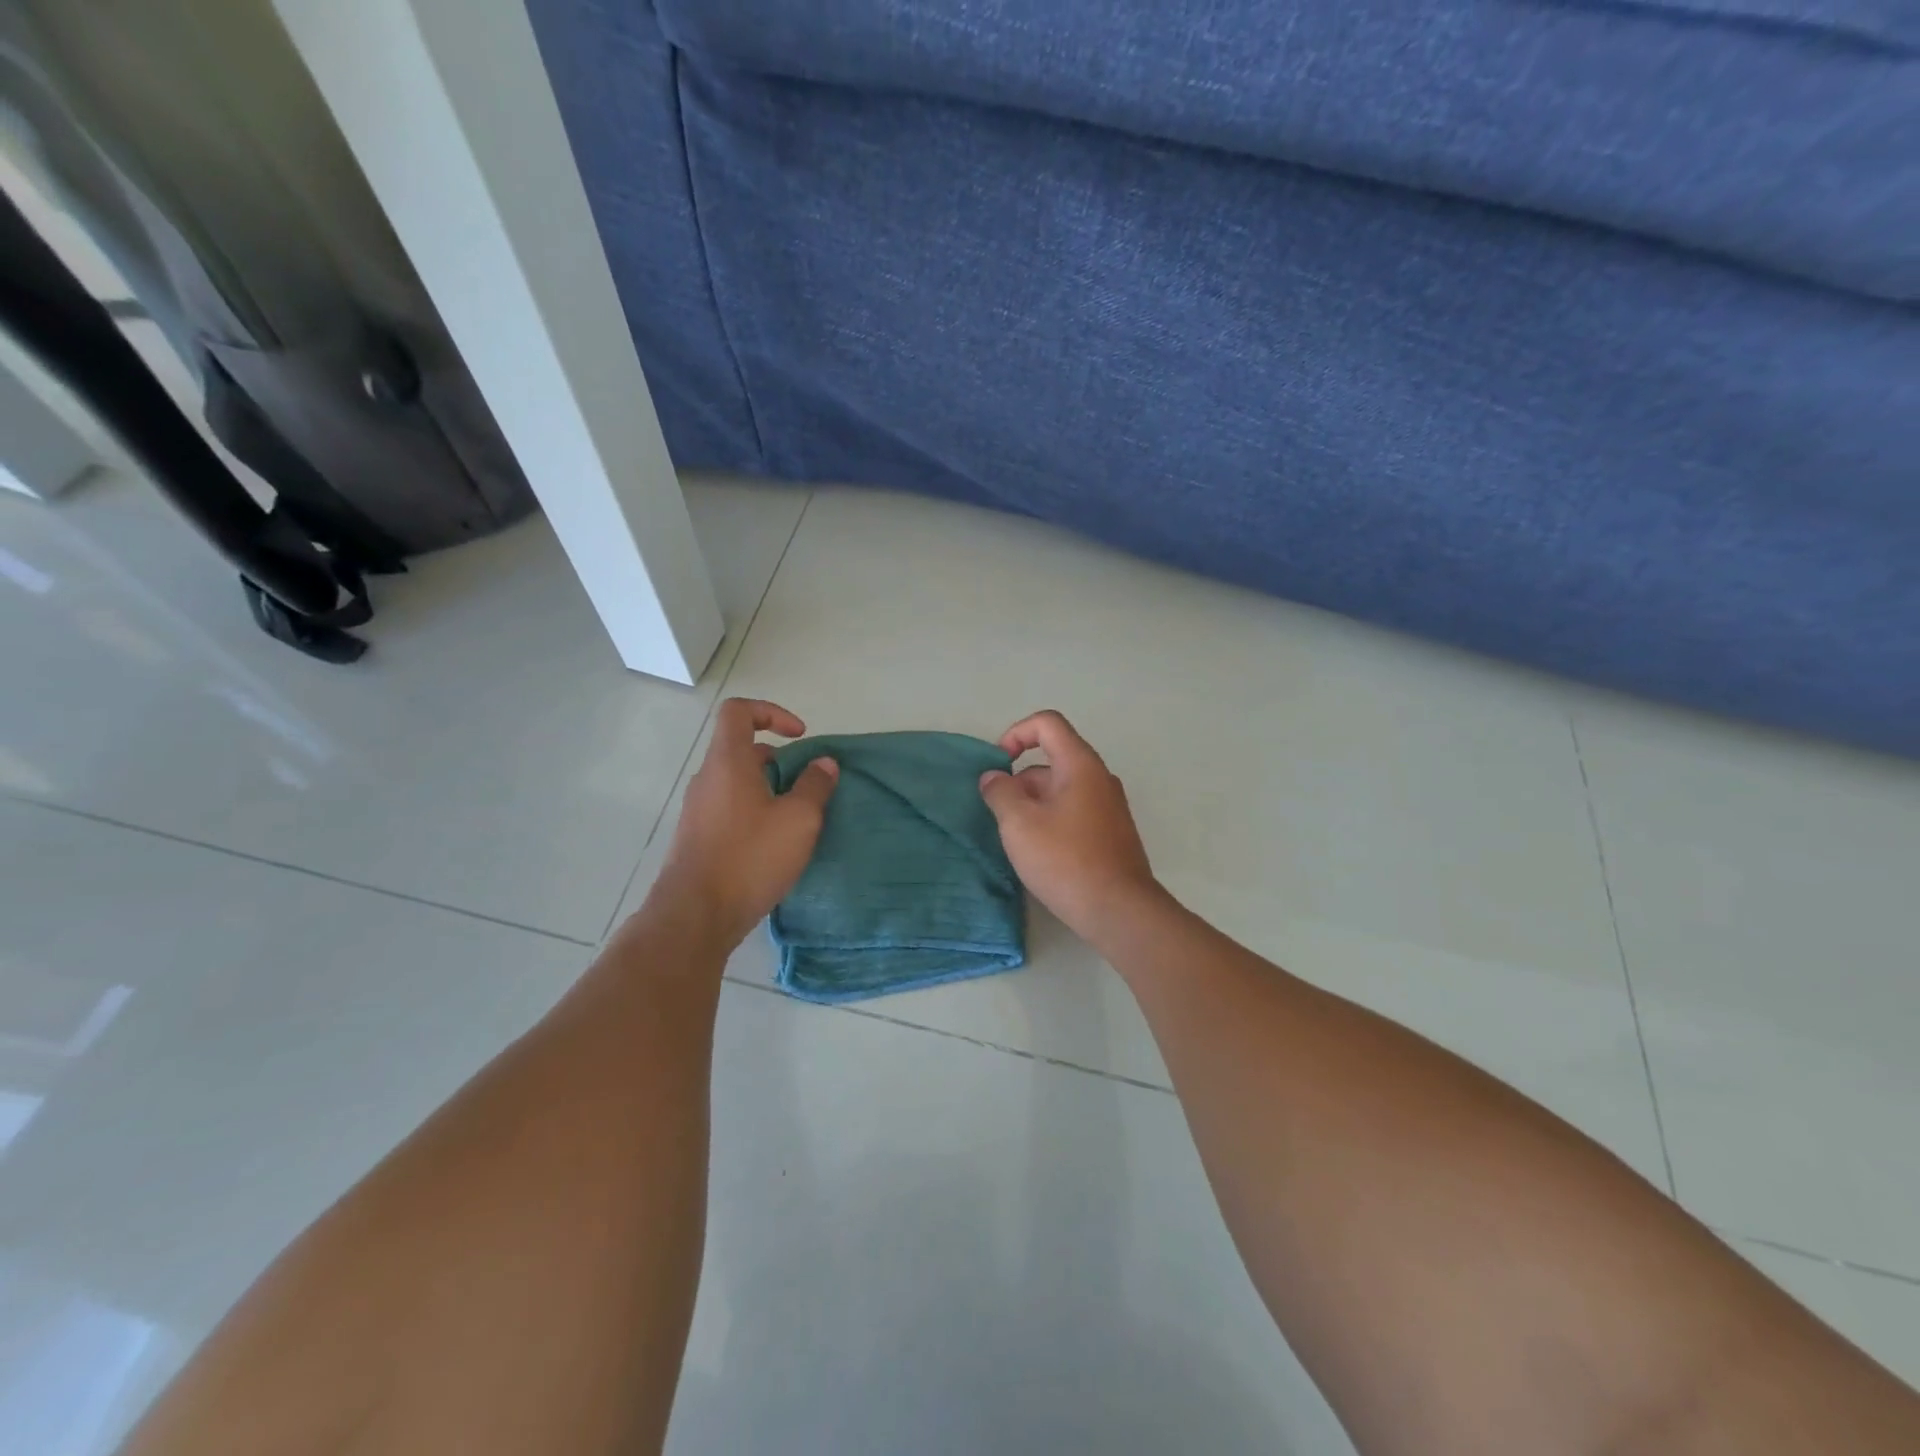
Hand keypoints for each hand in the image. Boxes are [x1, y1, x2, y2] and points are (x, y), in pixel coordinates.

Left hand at [653, 699, 838, 948]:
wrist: (695, 916)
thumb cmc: (750, 858)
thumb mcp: (798, 820)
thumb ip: (815, 786)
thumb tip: (824, 763)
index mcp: (728, 762)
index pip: (738, 711)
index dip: (771, 712)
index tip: (800, 738)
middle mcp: (707, 779)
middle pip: (740, 748)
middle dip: (778, 759)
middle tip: (805, 785)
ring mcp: (698, 810)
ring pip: (736, 782)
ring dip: (768, 789)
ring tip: (795, 818)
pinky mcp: (697, 838)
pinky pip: (729, 808)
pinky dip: (754, 812)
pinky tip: (774, 845)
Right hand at [979, 710, 1160, 940]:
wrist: (1120, 911)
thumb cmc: (1066, 860)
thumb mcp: (1019, 824)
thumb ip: (1000, 793)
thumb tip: (994, 777)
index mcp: (1080, 765)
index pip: (1047, 724)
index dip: (1016, 733)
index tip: (998, 765)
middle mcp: (1100, 778)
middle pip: (1053, 759)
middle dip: (1020, 780)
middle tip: (1001, 815)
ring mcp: (1109, 807)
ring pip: (1061, 789)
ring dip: (1033, 804)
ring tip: (1017, 840)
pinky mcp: (1111, 833)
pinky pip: (1074, 811)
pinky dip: (1051, 820)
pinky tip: (1041, 854)